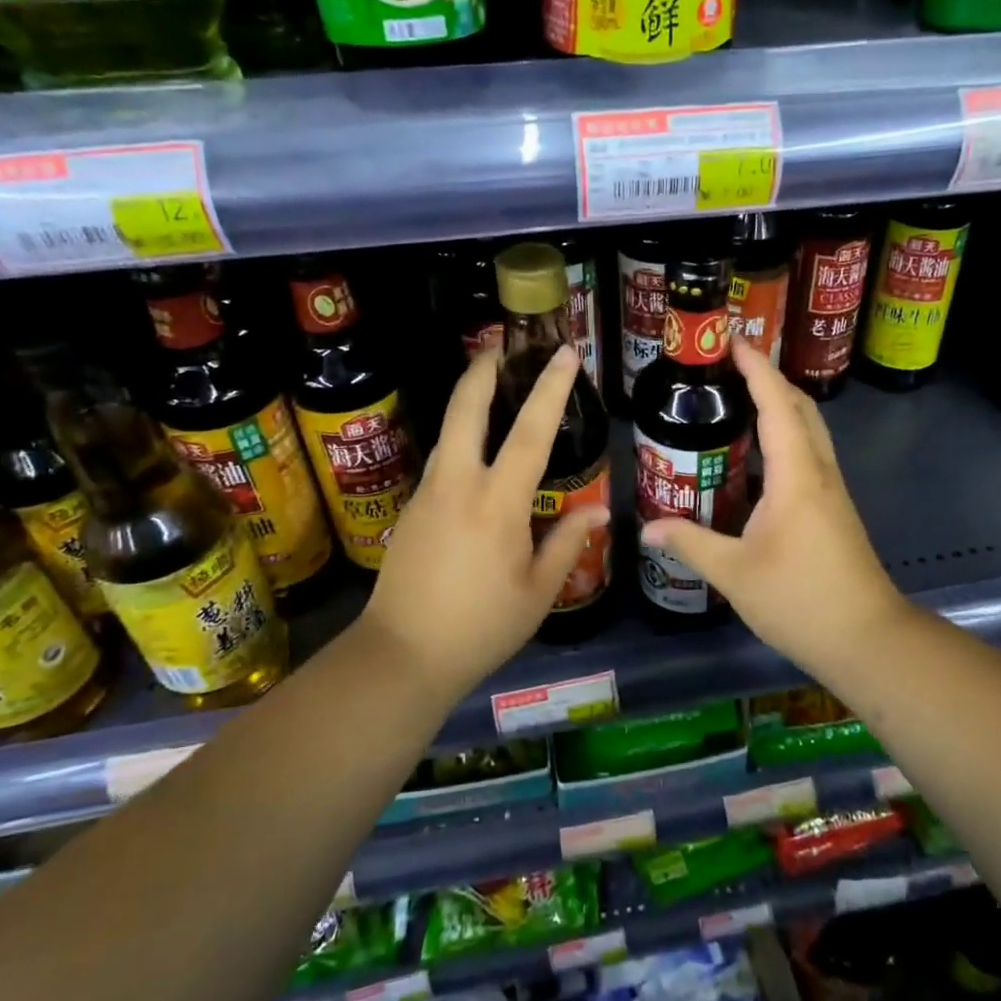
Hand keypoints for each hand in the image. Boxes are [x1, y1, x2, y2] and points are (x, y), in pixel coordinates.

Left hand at [362, 345, 608, 697]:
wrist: (400, 656)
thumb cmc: (480, 627)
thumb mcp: (537, 592)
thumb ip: (568, 543)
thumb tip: (600, 510)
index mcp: (496, 504)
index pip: (529, 433)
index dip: (551, 389)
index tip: (565, 353)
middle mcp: (457, 485)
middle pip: (466, 408)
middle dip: (484, 369)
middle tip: (503, 345)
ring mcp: (427, 493)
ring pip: (449, 431)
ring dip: (470, 400)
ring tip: (494, 388)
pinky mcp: (411, 508)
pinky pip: (442, 460)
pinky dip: (462, 438)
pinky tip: (477, 452)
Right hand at [641, 339, 908, 665]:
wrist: (866, 638)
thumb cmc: (801, 600)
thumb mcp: (734, 573)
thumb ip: (690, 543)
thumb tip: (647, 528)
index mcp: (796, 475)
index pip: (776, 403)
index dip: (755, 367)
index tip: (730, 340)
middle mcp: (818, 471)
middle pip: (799, 406)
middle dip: (767, 377)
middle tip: (726, 367)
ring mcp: (831, 489)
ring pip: (808, 428)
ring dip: (779, 404)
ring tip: (736, 399)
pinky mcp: (832, 508)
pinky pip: (808, 453)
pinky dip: (784, 434)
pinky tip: (756, 455)